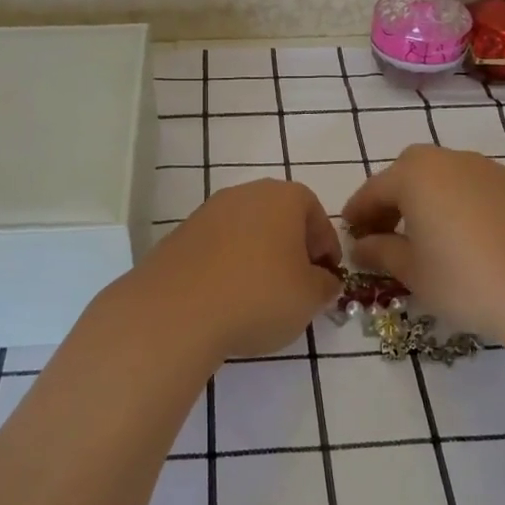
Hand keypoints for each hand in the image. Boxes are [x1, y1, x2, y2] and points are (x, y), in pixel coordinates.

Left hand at [125, 178, 342, 362]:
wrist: (176, 310)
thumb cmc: (259, 295)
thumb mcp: (310, 297)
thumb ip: (325, 285)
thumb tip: (323, 280)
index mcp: (284, 197)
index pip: (316, 214)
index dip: (326, 246)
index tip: (327, 276)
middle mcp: (245, 193)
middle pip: (279, 217)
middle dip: (292, 248)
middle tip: (297, 284)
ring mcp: (208, 211)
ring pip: (246, 231)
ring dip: (258, 256)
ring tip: (260, 295)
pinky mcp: (181, 235)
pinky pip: (217, 247)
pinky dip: (228, 265)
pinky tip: (227, 297)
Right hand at [342, 146, 504, 346]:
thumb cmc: (464, 280)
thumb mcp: (412, 272)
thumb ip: (380, 251)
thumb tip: (361, 246)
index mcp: (416, 175)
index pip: (375, 189)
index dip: (359, 212)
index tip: (350, 232)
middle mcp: (452, 160)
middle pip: (412, 172)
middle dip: (395, 197)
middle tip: (388, 230)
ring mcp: (492, 169)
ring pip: (450, 177)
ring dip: (433, 198)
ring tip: (433, 234)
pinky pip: (482, 189)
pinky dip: (469, 205)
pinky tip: (475, 238)